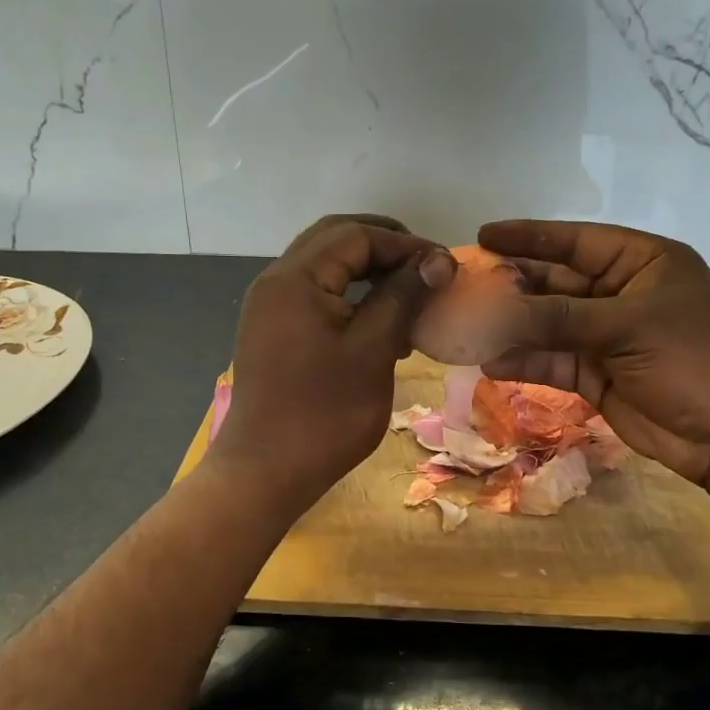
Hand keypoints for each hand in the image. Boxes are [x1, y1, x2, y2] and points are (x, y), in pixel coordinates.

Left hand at [215, 215, 453, 509]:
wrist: (265, 473)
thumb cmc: (324, 415)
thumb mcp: (372, 351)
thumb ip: (402, 297)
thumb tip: (437, 260)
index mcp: (295, 279)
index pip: (355, 235)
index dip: (404, 243)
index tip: (445, 265)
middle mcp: (275, 282)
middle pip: (334, 240)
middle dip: (383, 247)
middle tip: (426, 267)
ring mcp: (269, 308)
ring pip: (324, 267)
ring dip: (367, 271)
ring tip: (409, 295)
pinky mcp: (272, 332)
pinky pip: (315, 295)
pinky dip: (349, 296)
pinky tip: (380, 324)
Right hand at [478, 220, 709, 487]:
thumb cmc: (694, 359)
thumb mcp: (627, 327)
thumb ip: (558, 318)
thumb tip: (493, 312)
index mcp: (641, 263)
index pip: (576, 241)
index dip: (529, 237)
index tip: (484, 234)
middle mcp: (619, 294)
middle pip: (555, 283)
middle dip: (512, 286)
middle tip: (464, 286)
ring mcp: (606, 337)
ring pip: (548, 325)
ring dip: (511, 327)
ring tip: (465, 325)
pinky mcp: (595, 377)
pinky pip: (552, 362)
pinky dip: (524, 362)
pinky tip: (489, 361)